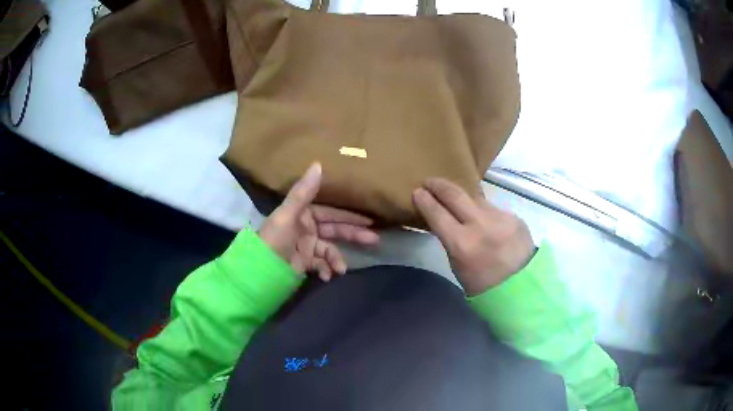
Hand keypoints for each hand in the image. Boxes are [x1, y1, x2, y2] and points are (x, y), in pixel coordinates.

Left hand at [259, 163, 379, 280]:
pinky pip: (322, 264)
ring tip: (342, 269)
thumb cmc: (275, 239)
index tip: (369, 219)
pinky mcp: (305, 262)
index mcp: (304, 214)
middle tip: (374, 239)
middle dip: (354, 235)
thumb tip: (319, 164)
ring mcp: (307, 246)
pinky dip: (326, 270)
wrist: (261, 270)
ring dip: (338, 259)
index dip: (350, 215)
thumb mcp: (288, 214)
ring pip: (330, 249)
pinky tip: (327, 276)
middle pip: (336, 229)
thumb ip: (304, 192)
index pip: (332, 212)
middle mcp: (307, 228)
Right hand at [412, 178, 534, 295]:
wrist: (522, 288)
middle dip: (439, 185)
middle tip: (430, 181)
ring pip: (476, 198)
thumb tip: (445, 219)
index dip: (425, 200)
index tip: (418, 192)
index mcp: (462, 244)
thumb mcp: (458, 266)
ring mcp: (500, 217)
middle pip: (455, 195)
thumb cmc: (483, 286)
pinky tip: (484, 219)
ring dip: (463, 197)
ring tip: (456, 198)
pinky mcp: (514, 216)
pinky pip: (493, 208)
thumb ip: (451, 239)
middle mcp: (481, 225)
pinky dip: (484, 211)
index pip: (437, 213)